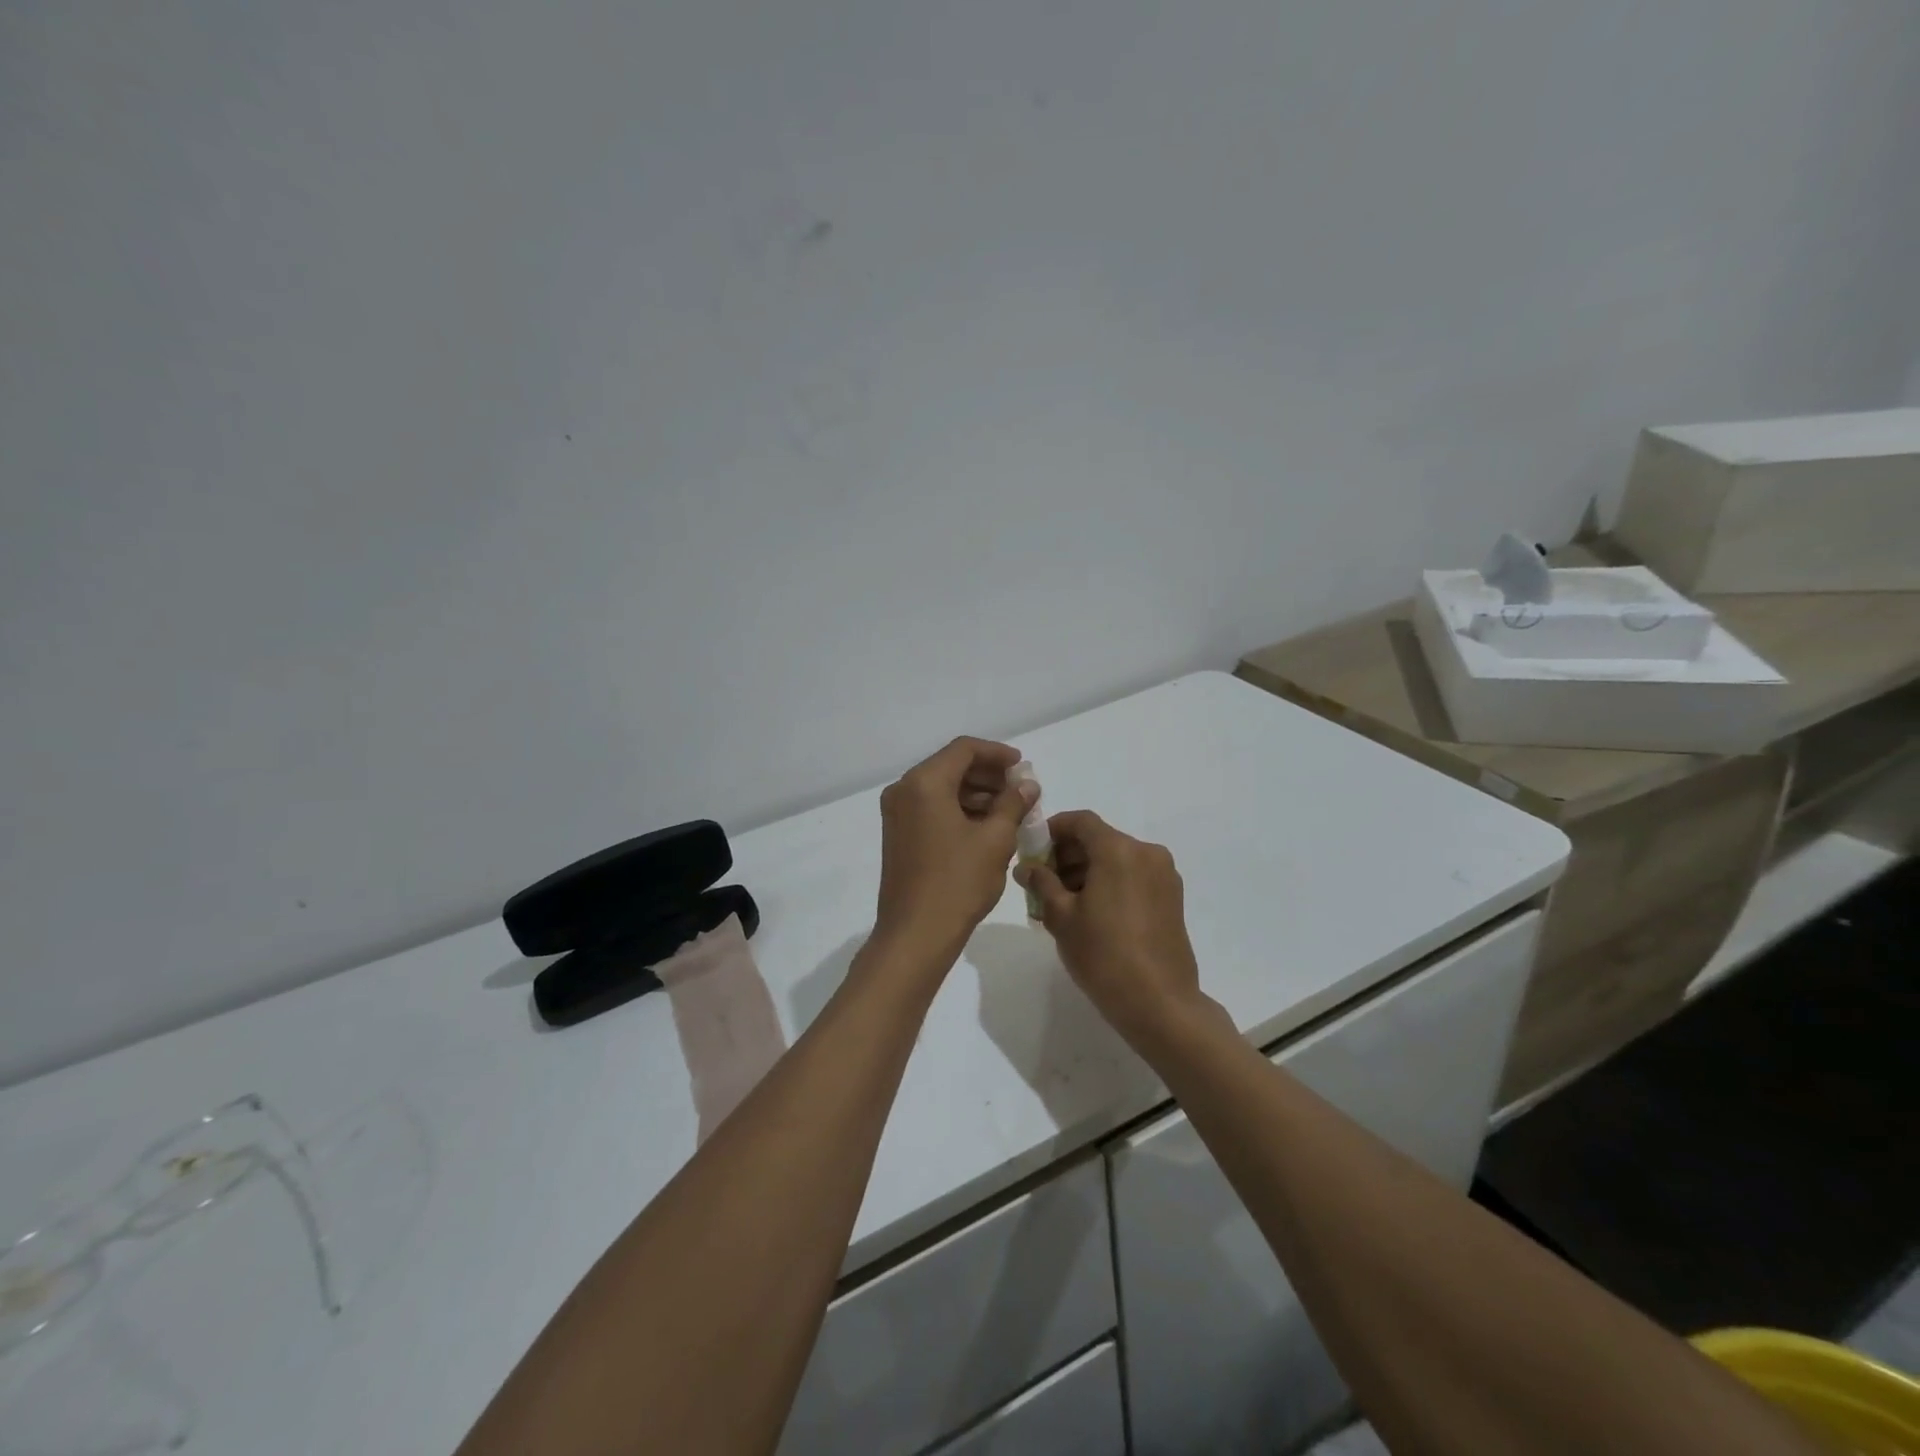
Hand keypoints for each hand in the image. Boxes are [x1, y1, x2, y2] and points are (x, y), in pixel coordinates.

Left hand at [874, 737, 1037, 959]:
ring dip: (976, 794)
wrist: (915, 934)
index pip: (964, 749)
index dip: (997, 754)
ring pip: (942, 788)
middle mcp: (904, 790)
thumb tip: (1027, 785)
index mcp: (924, 783)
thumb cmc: (958, 883)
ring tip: (1010, 810)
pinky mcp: (899, 834)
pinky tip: (987, 827)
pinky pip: (932, 808)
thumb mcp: (995, 840)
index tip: (1022, 767)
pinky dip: (959, 810)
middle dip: (988, 775)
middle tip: (1020, 790)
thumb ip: (1013, 804)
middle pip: (951, 766)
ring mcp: (897, 813)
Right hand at [1015, 811, 1209, 1055]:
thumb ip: (1042, 883)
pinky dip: (1110, 881)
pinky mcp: (1172, 897)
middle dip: (1068, 854)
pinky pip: (1134, 875)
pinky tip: (1091, 911)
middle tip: (1042, 881)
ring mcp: (1164, 875)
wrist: (1160, 1003)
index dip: (1053, 829)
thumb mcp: (1062, 917)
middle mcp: (1146, 852)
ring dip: (1088, 869)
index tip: (1033, 850)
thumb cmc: (1104, 955)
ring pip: (1117, 858)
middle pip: (1100, 838)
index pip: (1081, 821)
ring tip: (1063, 901)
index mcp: (1118, 850)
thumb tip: (1026, 867)